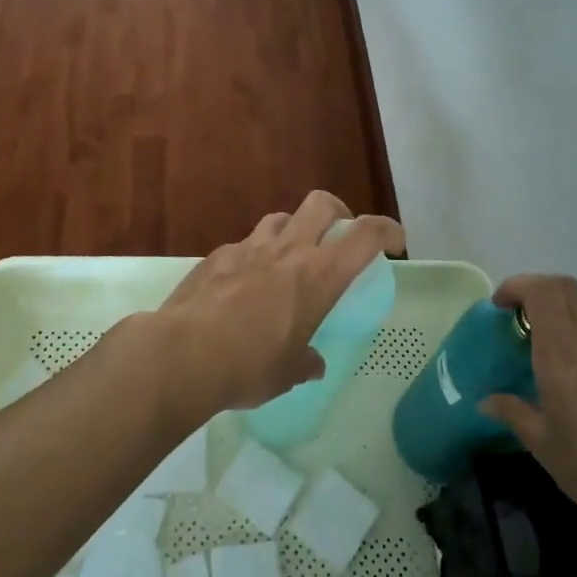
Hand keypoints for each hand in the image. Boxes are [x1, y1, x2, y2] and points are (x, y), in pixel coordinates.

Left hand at [146, 192, 403, 417]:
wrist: (182, 354)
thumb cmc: (248, 366)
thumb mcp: (287, 373)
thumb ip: (305, 362)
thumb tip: (311, 365)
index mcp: (318, 275)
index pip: (366, 234)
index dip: (387, 230)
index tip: (395, 243)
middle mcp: (288, 250)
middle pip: (322, 204)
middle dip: (338, 212)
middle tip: (337, 237)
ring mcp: (248, 247)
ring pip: (280, 218)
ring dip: (293, 231)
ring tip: (288, 259)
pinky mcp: (217, 255)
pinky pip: (244, 244)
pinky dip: (253, 256)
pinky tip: (243, 284)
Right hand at [480, 274, 576, 544]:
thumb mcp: (542, 445)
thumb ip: (513, 414)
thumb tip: (486, 402)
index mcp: (561, 355)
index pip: (542, 292)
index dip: (518, 286)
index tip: (499, 306)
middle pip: (565, 288)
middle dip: (536, 290)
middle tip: (517, 318)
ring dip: (559, 320)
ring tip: (542, 359)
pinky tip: (576, 390)